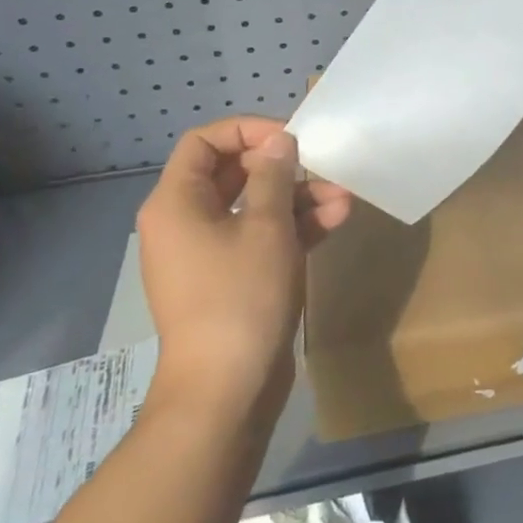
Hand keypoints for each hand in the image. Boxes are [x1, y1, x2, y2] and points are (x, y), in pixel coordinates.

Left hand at [135, 117, 352, 413]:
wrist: (226, 392)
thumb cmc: (241, 296)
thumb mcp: (266, 226)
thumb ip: (274, 175)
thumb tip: (279, 141)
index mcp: (177, 202)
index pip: (205, 142)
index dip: (248, 131)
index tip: (289, 139)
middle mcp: (186, 222)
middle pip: (234, 172)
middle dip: (284, 167)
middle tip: (322, 165)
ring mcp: (209, 253)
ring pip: (254, 206)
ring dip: (298, 198)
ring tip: (344, 196)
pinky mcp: (231, 279)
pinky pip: (260, 237)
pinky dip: (294, 227)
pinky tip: (336, 219)